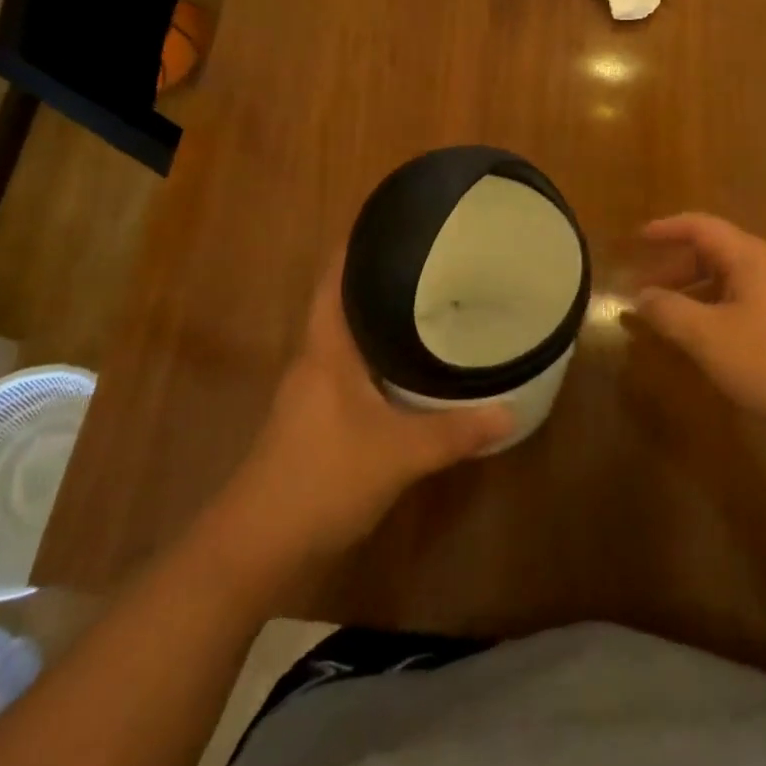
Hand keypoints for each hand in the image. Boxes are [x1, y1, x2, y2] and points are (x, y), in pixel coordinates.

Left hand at [229, 252, 513, 558]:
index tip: (392, 218)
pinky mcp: (316, 418)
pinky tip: (409, 366)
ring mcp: (312, 391)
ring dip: (380, 318)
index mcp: (326, 347)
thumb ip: (455, 432)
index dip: (357, 244)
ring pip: (350, 337)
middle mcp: (315, 358)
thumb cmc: (322, 478)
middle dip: (381, 276)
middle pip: (345, 301)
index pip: (336, 277)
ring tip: (428, 300)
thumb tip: (510, 411)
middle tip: (429, 257)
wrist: (256, 547)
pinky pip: (352, 368)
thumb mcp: (398, 453)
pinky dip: (378, 355)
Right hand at [629, 213, 765, 447]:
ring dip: (694, 292)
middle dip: (676, 267)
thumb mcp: (710, 338)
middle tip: (644, 289)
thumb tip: (641, 296)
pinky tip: (705, 341)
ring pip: (729, 280)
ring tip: (668, 318)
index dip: (667, 228)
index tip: (637, 239)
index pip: (701, 226)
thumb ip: (670, 312)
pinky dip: (715, 311)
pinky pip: (744, 303)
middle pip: (715, 251)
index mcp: (750, 257)